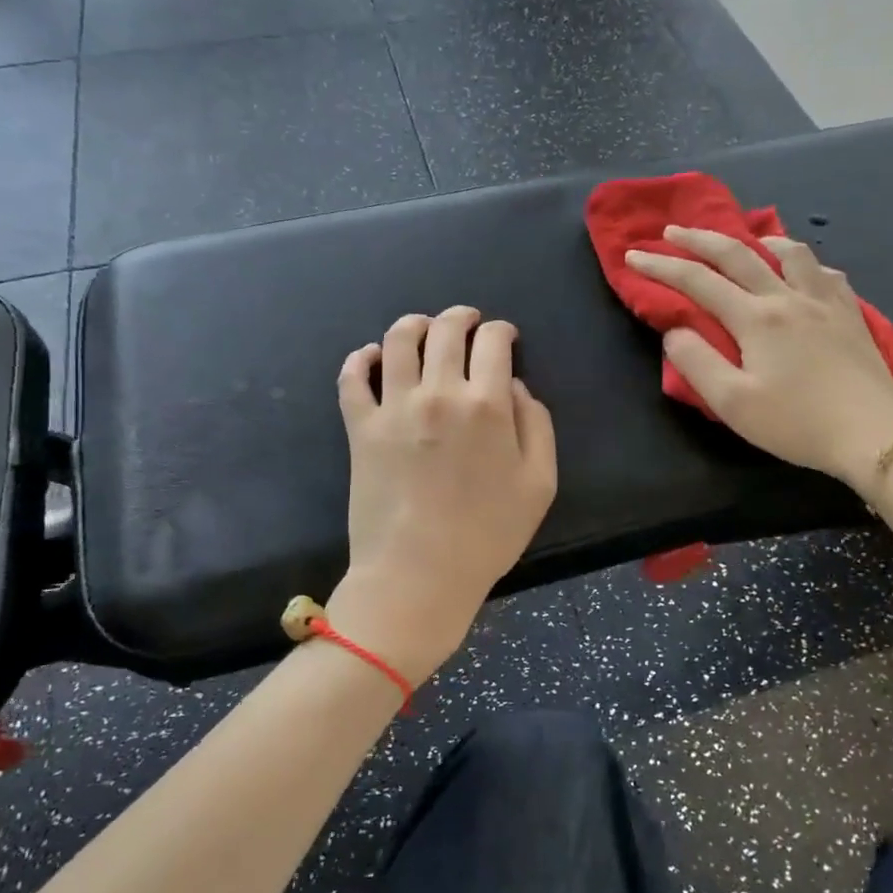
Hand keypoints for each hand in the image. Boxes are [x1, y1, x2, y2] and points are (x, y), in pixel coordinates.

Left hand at [328, 306, 557, 679]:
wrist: (419, 575)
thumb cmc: (488, 535)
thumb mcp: (540, 484)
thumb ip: (536, 425)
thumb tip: (514, 387)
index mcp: (486, 403)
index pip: (493, 342)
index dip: (502, 330)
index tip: (505, 336)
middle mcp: (438, 392)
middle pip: (446, 330)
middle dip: (462, 317)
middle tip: (468, 321)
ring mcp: (393, 408)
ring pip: (398, 341)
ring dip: (414, 324)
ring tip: (422, 327)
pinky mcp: (360, 428)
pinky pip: (352, 379)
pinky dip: (361, 359)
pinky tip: (372, 357)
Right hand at [625, 226, 892, 494]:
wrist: (872, 435)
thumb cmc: (796, 423)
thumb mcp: (733, 403)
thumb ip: (696, 362)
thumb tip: (675, 330)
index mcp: (756, 318)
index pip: (698, 281)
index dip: (661, 266)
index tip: (633, 256)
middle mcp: (788, 297)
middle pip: (738, 254)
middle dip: (699, 239)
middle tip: (673, 231)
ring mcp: (825, 302)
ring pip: (790, 252)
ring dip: (759, 240)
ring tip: (746, 240)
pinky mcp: (851, 314)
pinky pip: (825, 272)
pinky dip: (804, 262)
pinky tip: (802, 271)